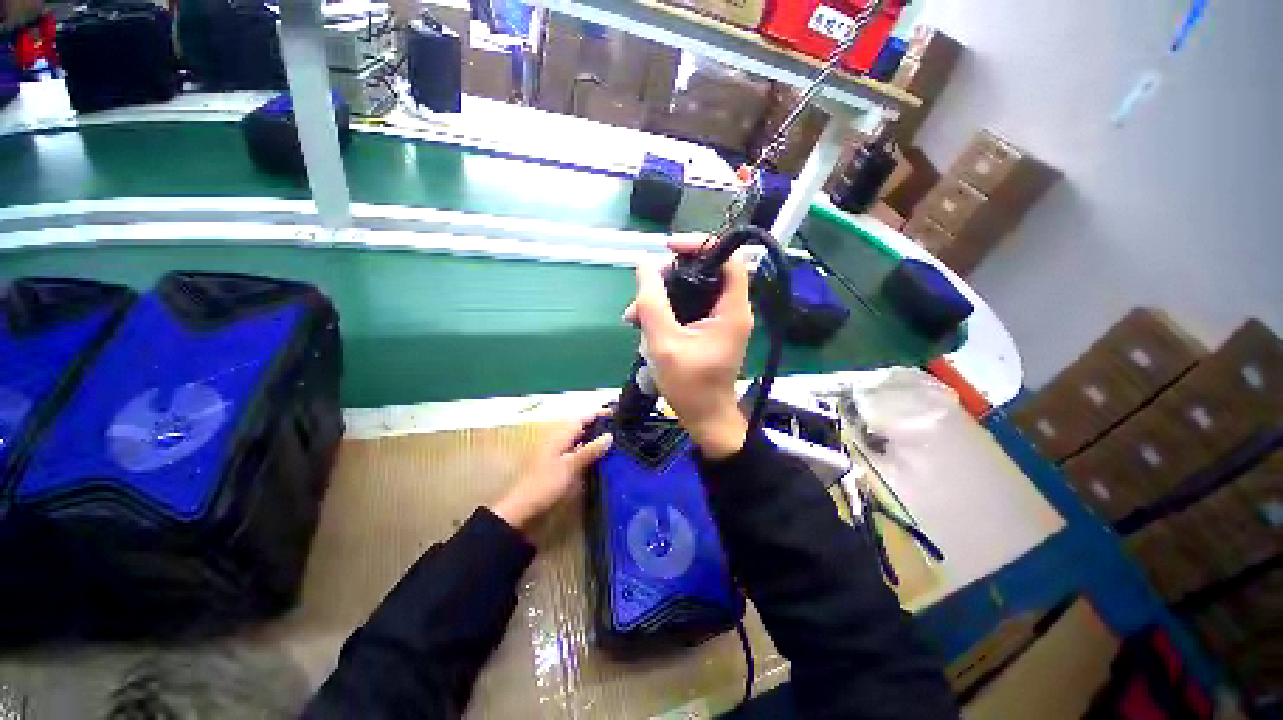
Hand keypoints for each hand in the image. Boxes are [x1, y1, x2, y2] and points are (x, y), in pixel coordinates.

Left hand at [489, 412, 612, 532]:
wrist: (525, 506)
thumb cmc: (546, 483)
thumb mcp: (571, 466)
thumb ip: (590, 450)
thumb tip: (610, 436)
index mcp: (560, 435)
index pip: (582, 418)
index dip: (598, 414)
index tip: (615, 413)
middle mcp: (559, 439)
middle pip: (581, 426)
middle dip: (598, 424)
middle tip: (618, 426)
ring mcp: (557, 450)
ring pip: (579, 437)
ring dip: (593, 436)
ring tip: (613, 438)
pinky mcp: (558, 462)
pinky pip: (576, 449)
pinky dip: (587, 448)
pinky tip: (598, 454)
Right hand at [623, 237, 752, 458]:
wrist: (705, 418)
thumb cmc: (689, 386)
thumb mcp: (664, 343)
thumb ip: (652, 302)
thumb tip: (644, 265)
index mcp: (732, 309)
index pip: (728, 257)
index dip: (701, 244)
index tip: (669, 248)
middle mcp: (731, 309)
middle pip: (705, 271)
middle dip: (670, 276)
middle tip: (643, 292)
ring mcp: (720, 320)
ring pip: (692, 290)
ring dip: (662, 297)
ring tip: (633, 316)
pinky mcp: (709, 329)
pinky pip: (688, 307)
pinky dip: (666, 311)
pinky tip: (642, 324)